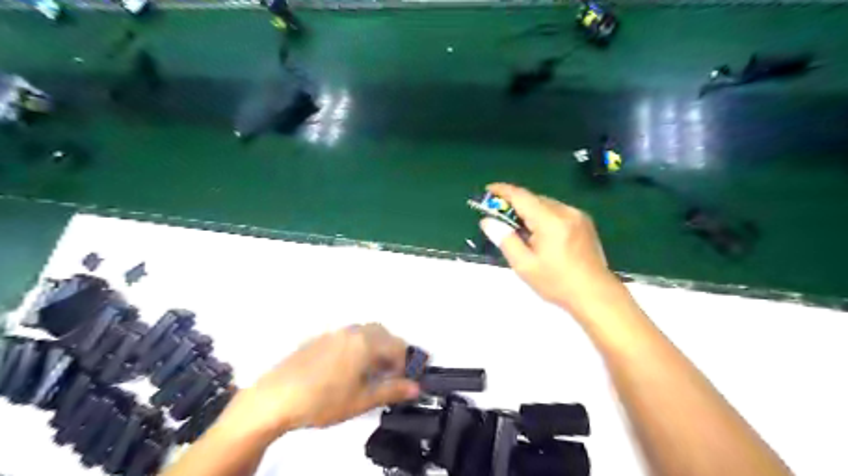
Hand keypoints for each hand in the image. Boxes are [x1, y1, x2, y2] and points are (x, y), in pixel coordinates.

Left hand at [216, 324, 417, 438]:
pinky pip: (347, 337)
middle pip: (383, 334)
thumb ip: (392, 391)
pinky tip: (345, 369)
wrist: (275, 398)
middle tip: (389, 376)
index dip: (406, 364)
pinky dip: (357, 347)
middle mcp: (353, 331)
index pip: (398, 346)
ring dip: (374, 348)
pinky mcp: (319, 339)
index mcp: (366, 342)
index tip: (403, 382)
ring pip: (365, 333)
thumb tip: (416, 388)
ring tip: (368, 373)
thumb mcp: (361, 400)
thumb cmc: (323, 400)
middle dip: (391, 352)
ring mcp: (334, 333)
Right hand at [480, 182, 620, 311]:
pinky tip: (539, 234)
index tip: (487, 191)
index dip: (502, 190)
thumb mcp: (524, 265)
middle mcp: (566, 211)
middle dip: (514, 204)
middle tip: (498, 217)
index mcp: (550, 221)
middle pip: (534, 199)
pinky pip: (557, 211)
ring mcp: (577, 215)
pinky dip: (543, 216)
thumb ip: (505, 239)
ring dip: (529, 211)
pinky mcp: (584, 222)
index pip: (521, 196)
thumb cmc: (557, 282)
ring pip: (545, 204)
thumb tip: (487, 221)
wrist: (595, 294)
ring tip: (519, 230)